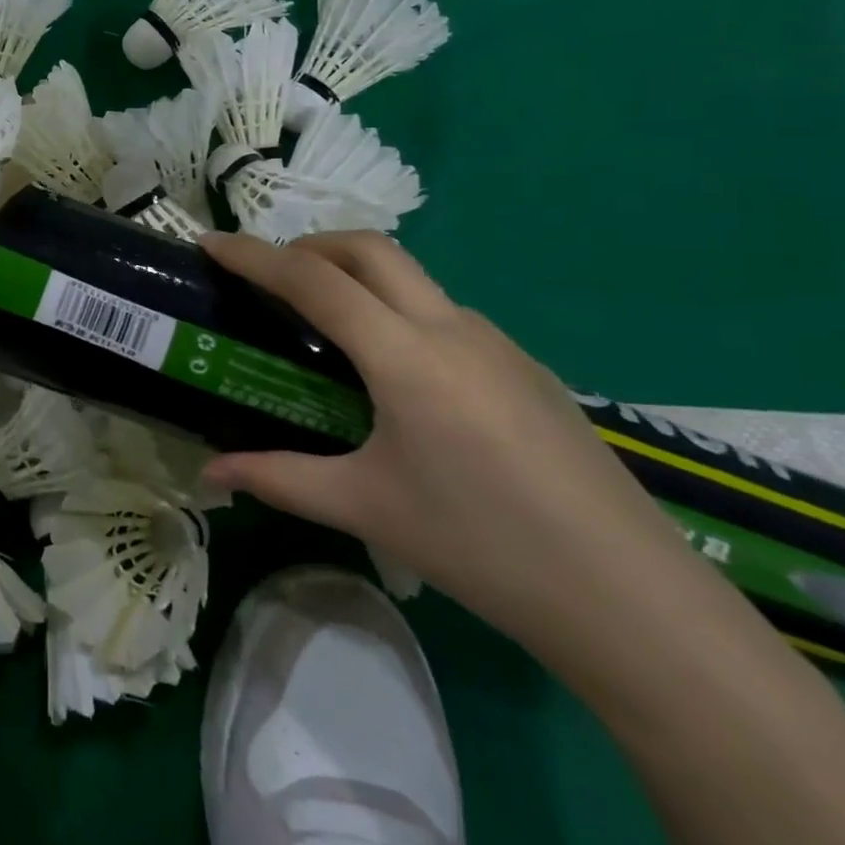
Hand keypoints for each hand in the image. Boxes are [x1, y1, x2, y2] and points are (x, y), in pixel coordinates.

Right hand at [196, 229, 694, 651]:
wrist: (632, 600)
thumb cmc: (483, 547)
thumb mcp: (366, 508)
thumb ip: (279, 479)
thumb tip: (211, 473)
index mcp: (405, 357)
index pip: (313, 282)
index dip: (254, 256)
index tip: (211, 243)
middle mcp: (451, 329)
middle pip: (369, 249)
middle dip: (309, 245)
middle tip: (270, 276)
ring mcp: (497, 343)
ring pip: (412, 277)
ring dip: (357, 274)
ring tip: (326, 323)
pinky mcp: (526, 366)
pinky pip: (444, 312)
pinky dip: (397, 309)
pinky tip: (396, 373)